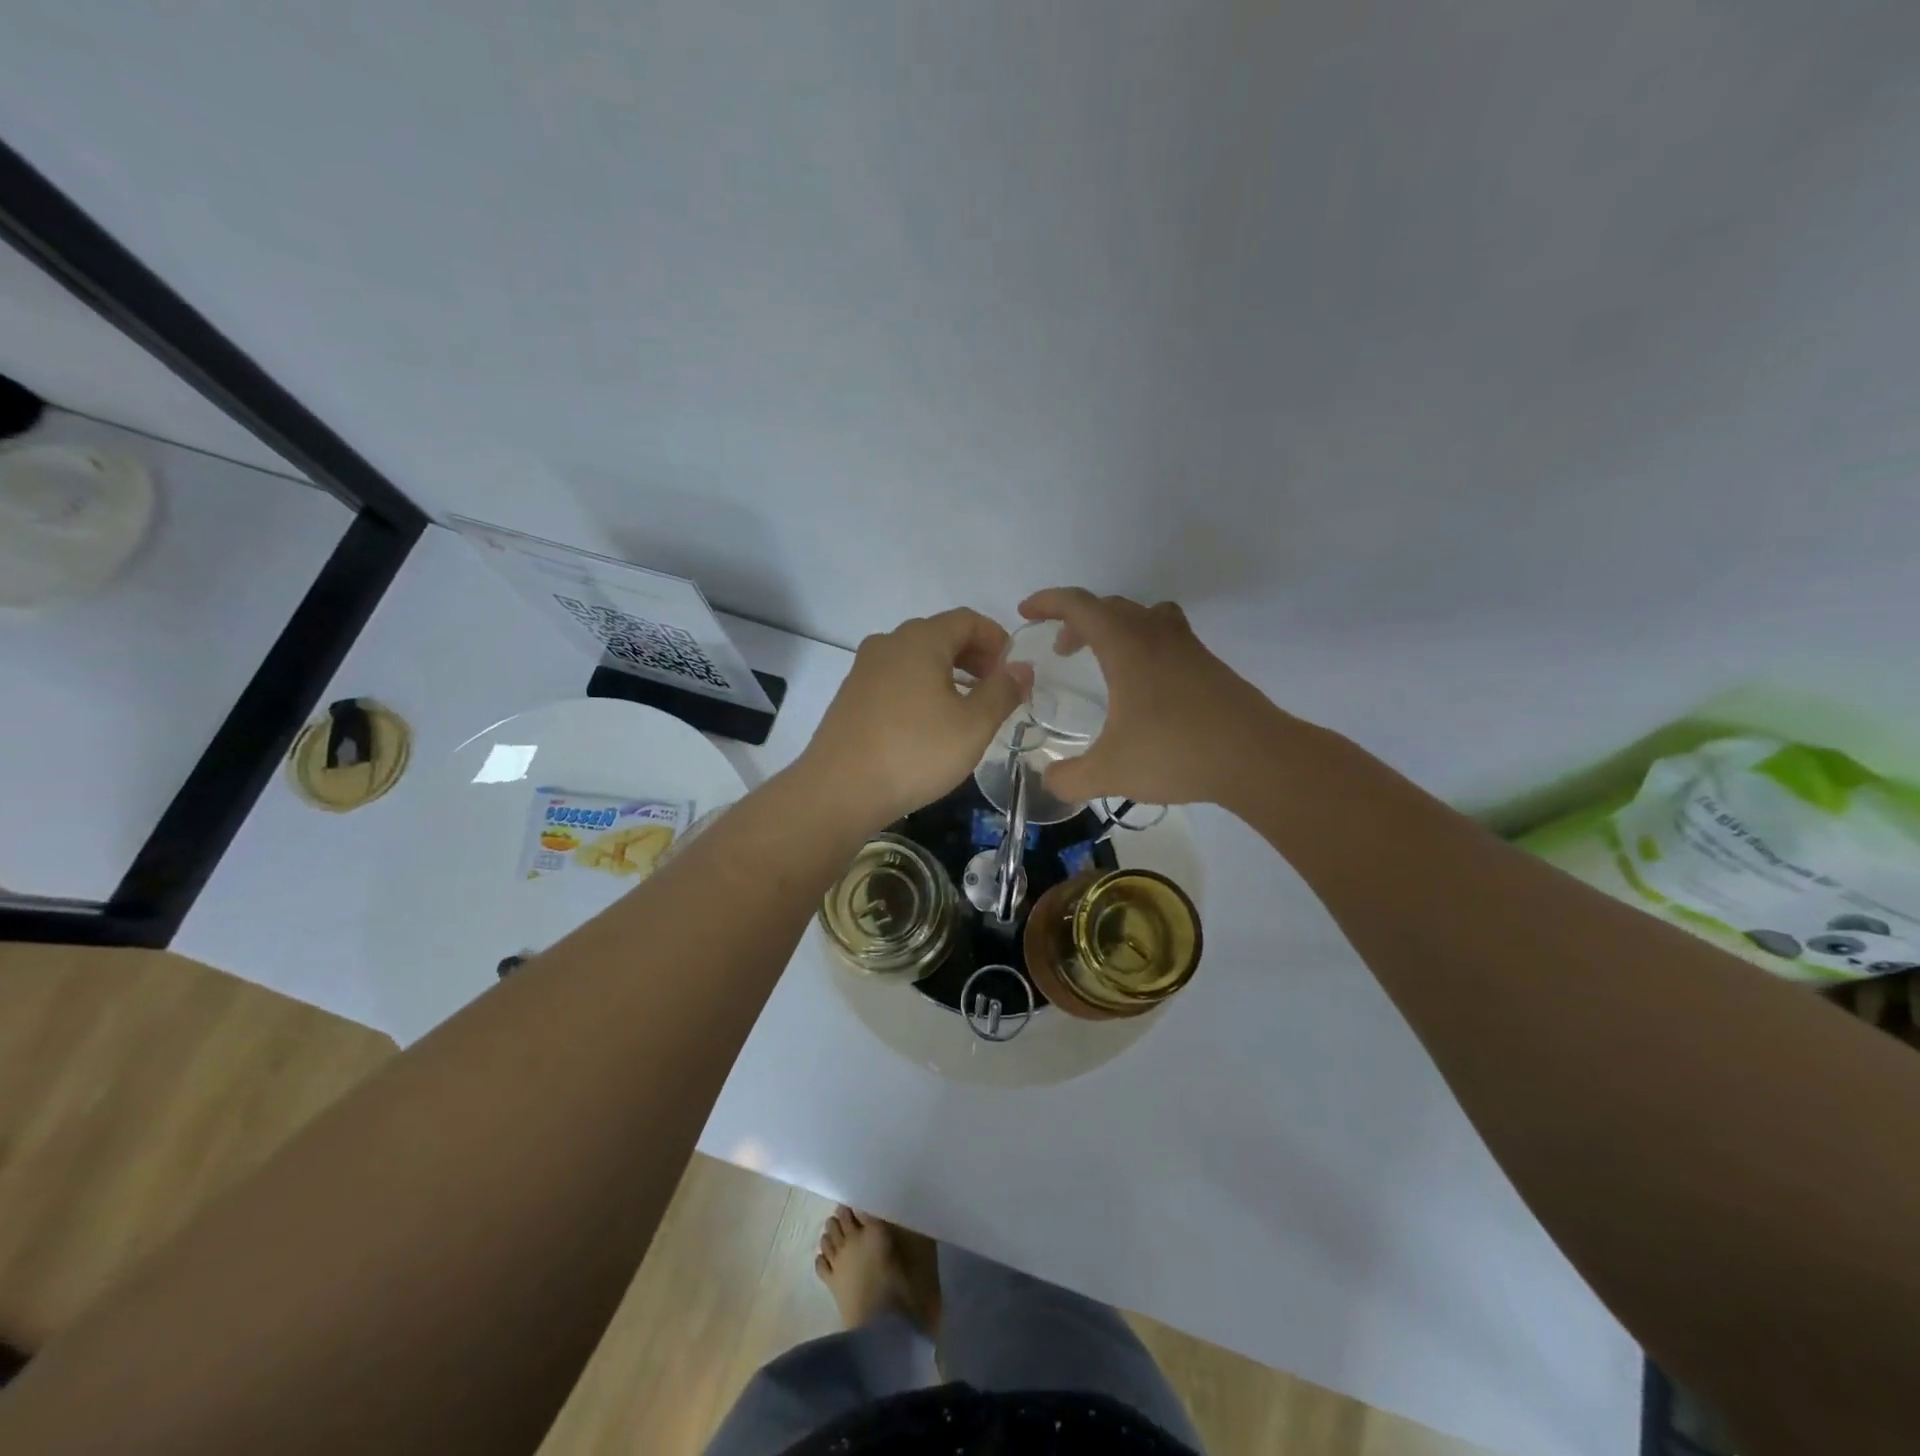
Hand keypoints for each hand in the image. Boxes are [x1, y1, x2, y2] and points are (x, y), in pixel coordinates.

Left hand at [801, 608, 1025, 827]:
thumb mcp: (973, 726)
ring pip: (916, 658)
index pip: (967, 620)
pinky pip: (896, 679)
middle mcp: (888, 643)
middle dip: (974, 656)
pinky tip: (929, 723)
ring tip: (967, 708)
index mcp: (920, 640)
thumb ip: (1002, 691)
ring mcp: (864, 669)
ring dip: (948, 673)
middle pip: (940, 635)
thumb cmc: (915, 753)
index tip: (1013, 671)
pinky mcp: (851, 696)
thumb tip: (1021, 669)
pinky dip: (921, 688)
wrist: (839, 790)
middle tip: (995, 690)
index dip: (997, 639)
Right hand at [1018, 588, 1278, 806]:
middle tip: (1060, 650)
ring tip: (1102, 659)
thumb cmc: (1176, 753)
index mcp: (1126, 646)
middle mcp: (1156, 634)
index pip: (1080, 605)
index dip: (1048, 602)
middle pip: (1110, 606)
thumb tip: (1048, 781)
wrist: (1257, 758)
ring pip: (1143, 616)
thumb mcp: (1110, 772)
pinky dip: (1143, 644)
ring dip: (1114, 627)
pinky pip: (1166, 635)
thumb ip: (1069, 777)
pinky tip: (1144, 685)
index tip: (1026, 612)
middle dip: (1077, 620)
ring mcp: (1188, 647)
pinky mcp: (1209, 665)